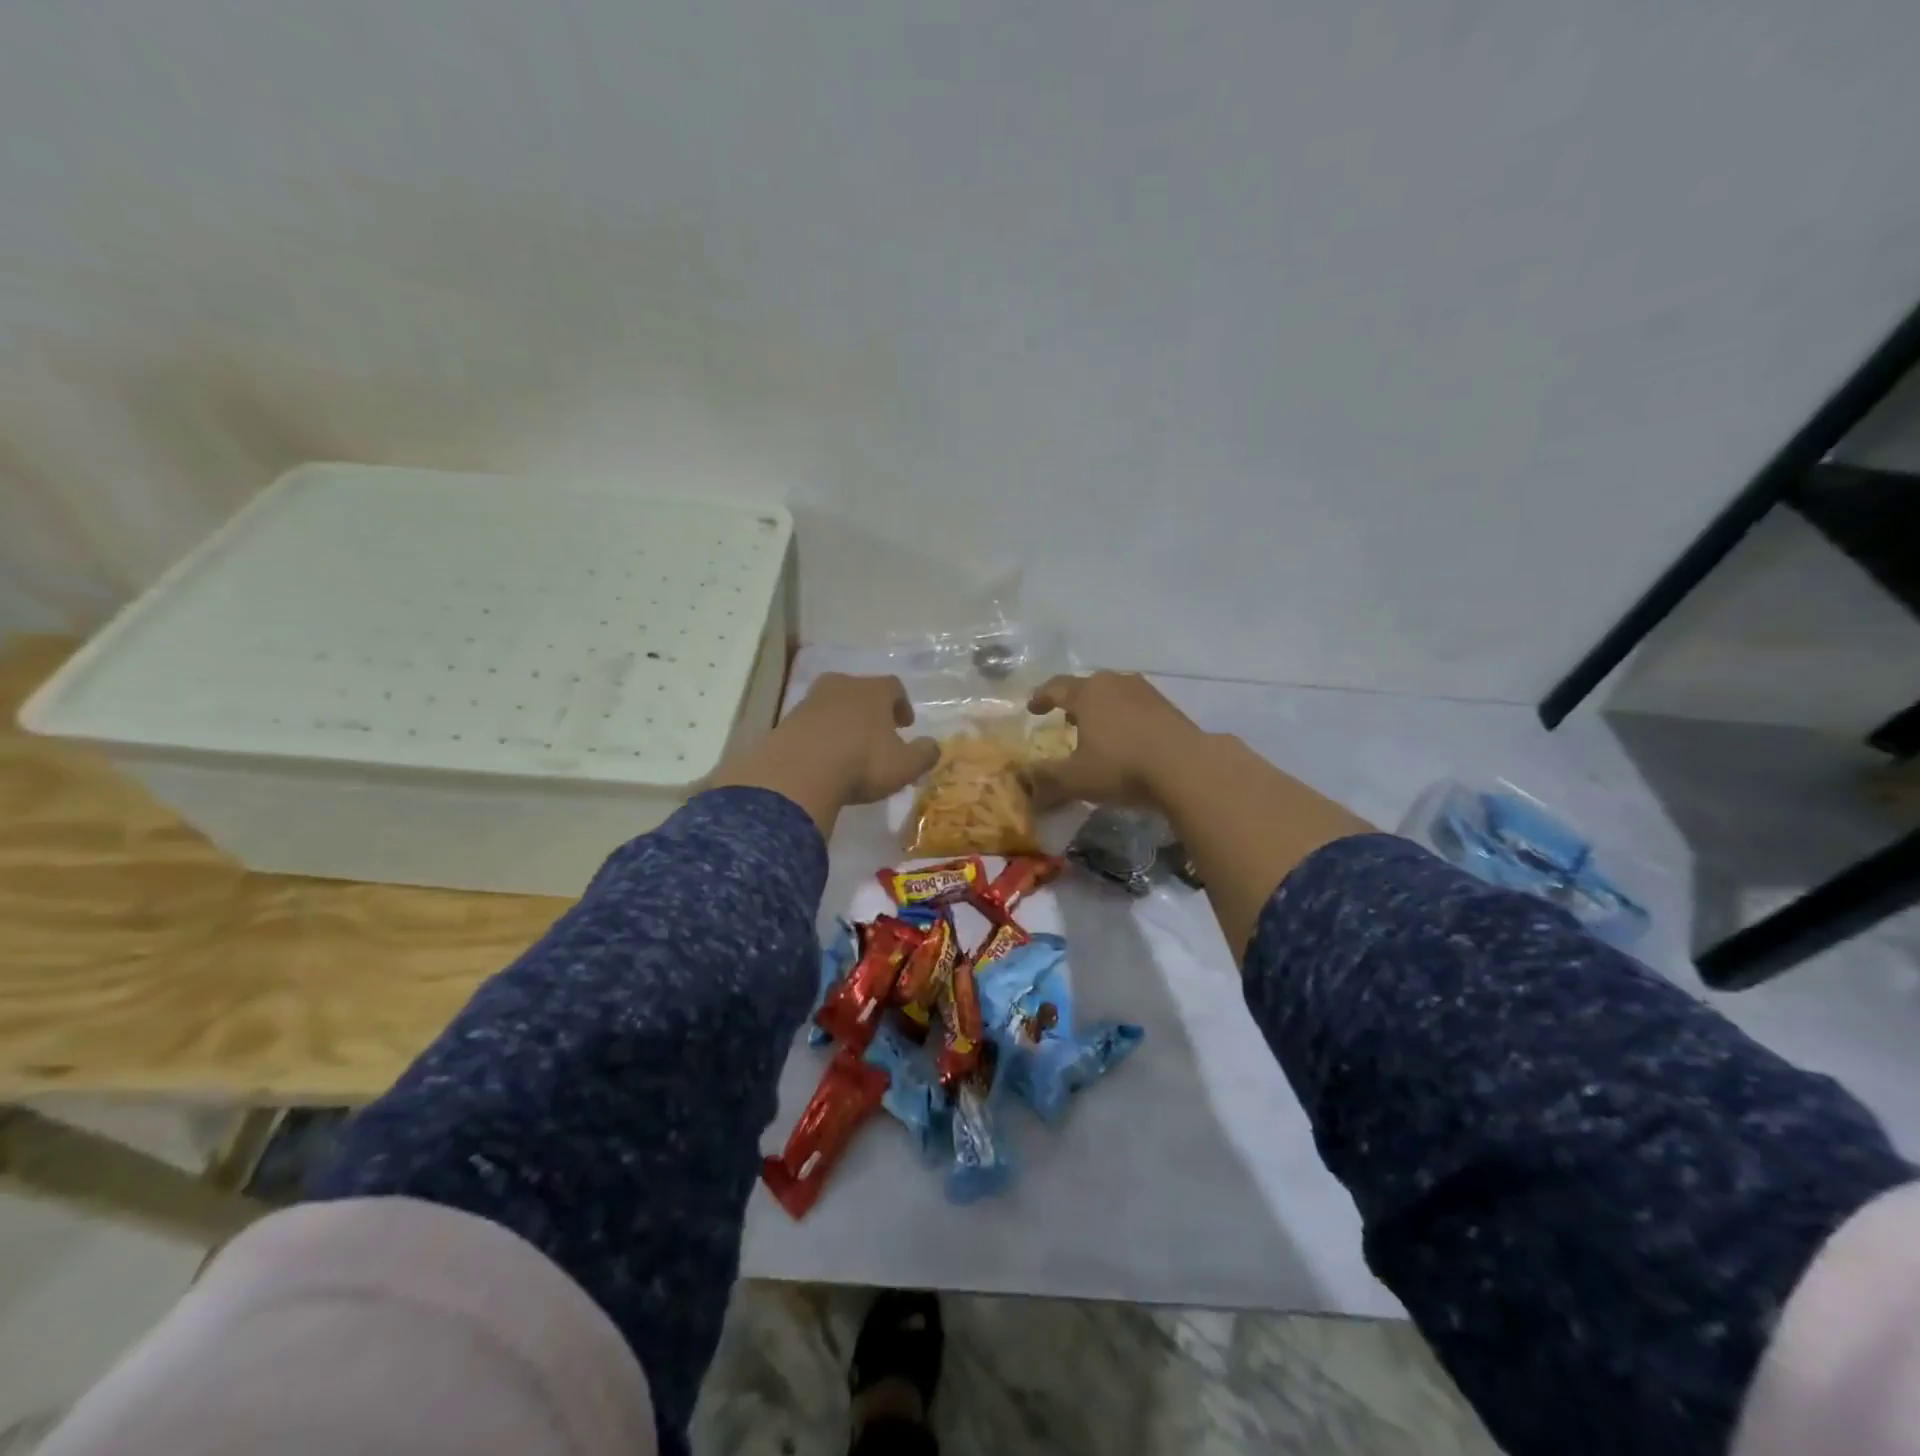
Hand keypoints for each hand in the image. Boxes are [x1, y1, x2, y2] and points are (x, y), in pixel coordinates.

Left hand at [776, 673, 940, 804]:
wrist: (799, 772)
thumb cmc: (862, 763)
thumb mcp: (905, 765)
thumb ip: (925, 754)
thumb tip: (933, 746)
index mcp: (874, 690)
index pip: (894, 686)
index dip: (902, 704)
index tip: (905, 725)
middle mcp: (842, 686)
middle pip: (860, 690)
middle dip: (871, 710)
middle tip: (878, 732)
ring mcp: (810, 701)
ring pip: (834, 705)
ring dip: (844, 721)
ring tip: (849, 747)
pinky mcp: (787, 721)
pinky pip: (811, 723)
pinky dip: (820, 735)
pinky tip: (823, 758)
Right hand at [1026, 671, 1205, 807]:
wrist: (1186, 766)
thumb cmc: (1120, 766)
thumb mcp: (1075, 779)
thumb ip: (1047, 780)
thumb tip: (1024, 785)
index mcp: (1087, 693)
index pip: (1056, 687)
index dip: (1041, 697)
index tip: (1032, 708)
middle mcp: (1115, 683)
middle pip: (1088, 686)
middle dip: (1074, 701)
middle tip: (1066, 719)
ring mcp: (1146, 692)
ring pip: (1115, 694)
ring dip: (1103, 709)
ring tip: (1098, 729)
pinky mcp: (1170, 707)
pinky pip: (1137, 707)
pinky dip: (1126, 718)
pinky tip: (1129, 739)